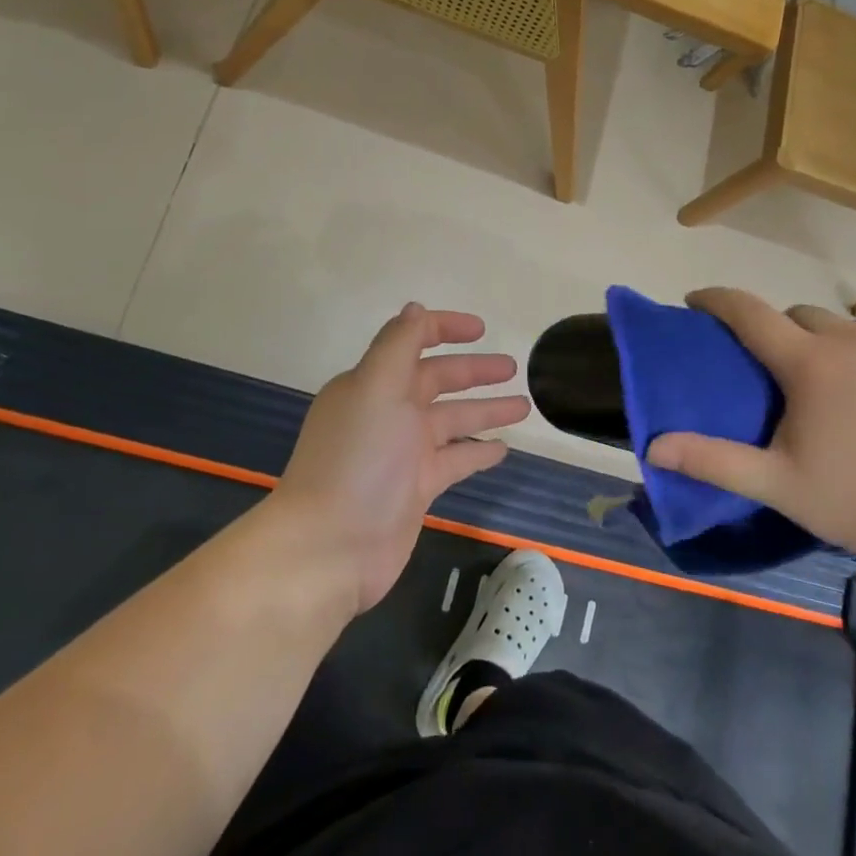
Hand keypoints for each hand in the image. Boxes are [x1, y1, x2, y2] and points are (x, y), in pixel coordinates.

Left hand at [270, 304, 530, 613]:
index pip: (411, 342)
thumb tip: (416, 307)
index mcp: (373, 383)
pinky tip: (504, 448)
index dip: (444, 329)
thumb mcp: (375, 388)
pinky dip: (478, 451)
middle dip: (474, 371)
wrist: (331, 547)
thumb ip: (398, 344)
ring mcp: (403, 452)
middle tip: (514, 367)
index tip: (481, 329)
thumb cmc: (357, 459)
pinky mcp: (417, 488)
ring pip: (453, 420)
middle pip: (438, 381)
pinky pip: (455, 460)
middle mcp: (387, 412)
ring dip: (486, 410)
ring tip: (525, 405)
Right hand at [644, 288, 855, 563]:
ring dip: (818, 340)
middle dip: (774, 327)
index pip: (750, 312)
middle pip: (797, 314)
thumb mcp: (777, 484)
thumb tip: (653, 447)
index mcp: (810, 363)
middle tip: (767, 366)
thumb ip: (714, 460)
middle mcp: (851, 341)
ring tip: (818, 381)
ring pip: (841, 326)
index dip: (717, 300)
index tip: (696, 300)